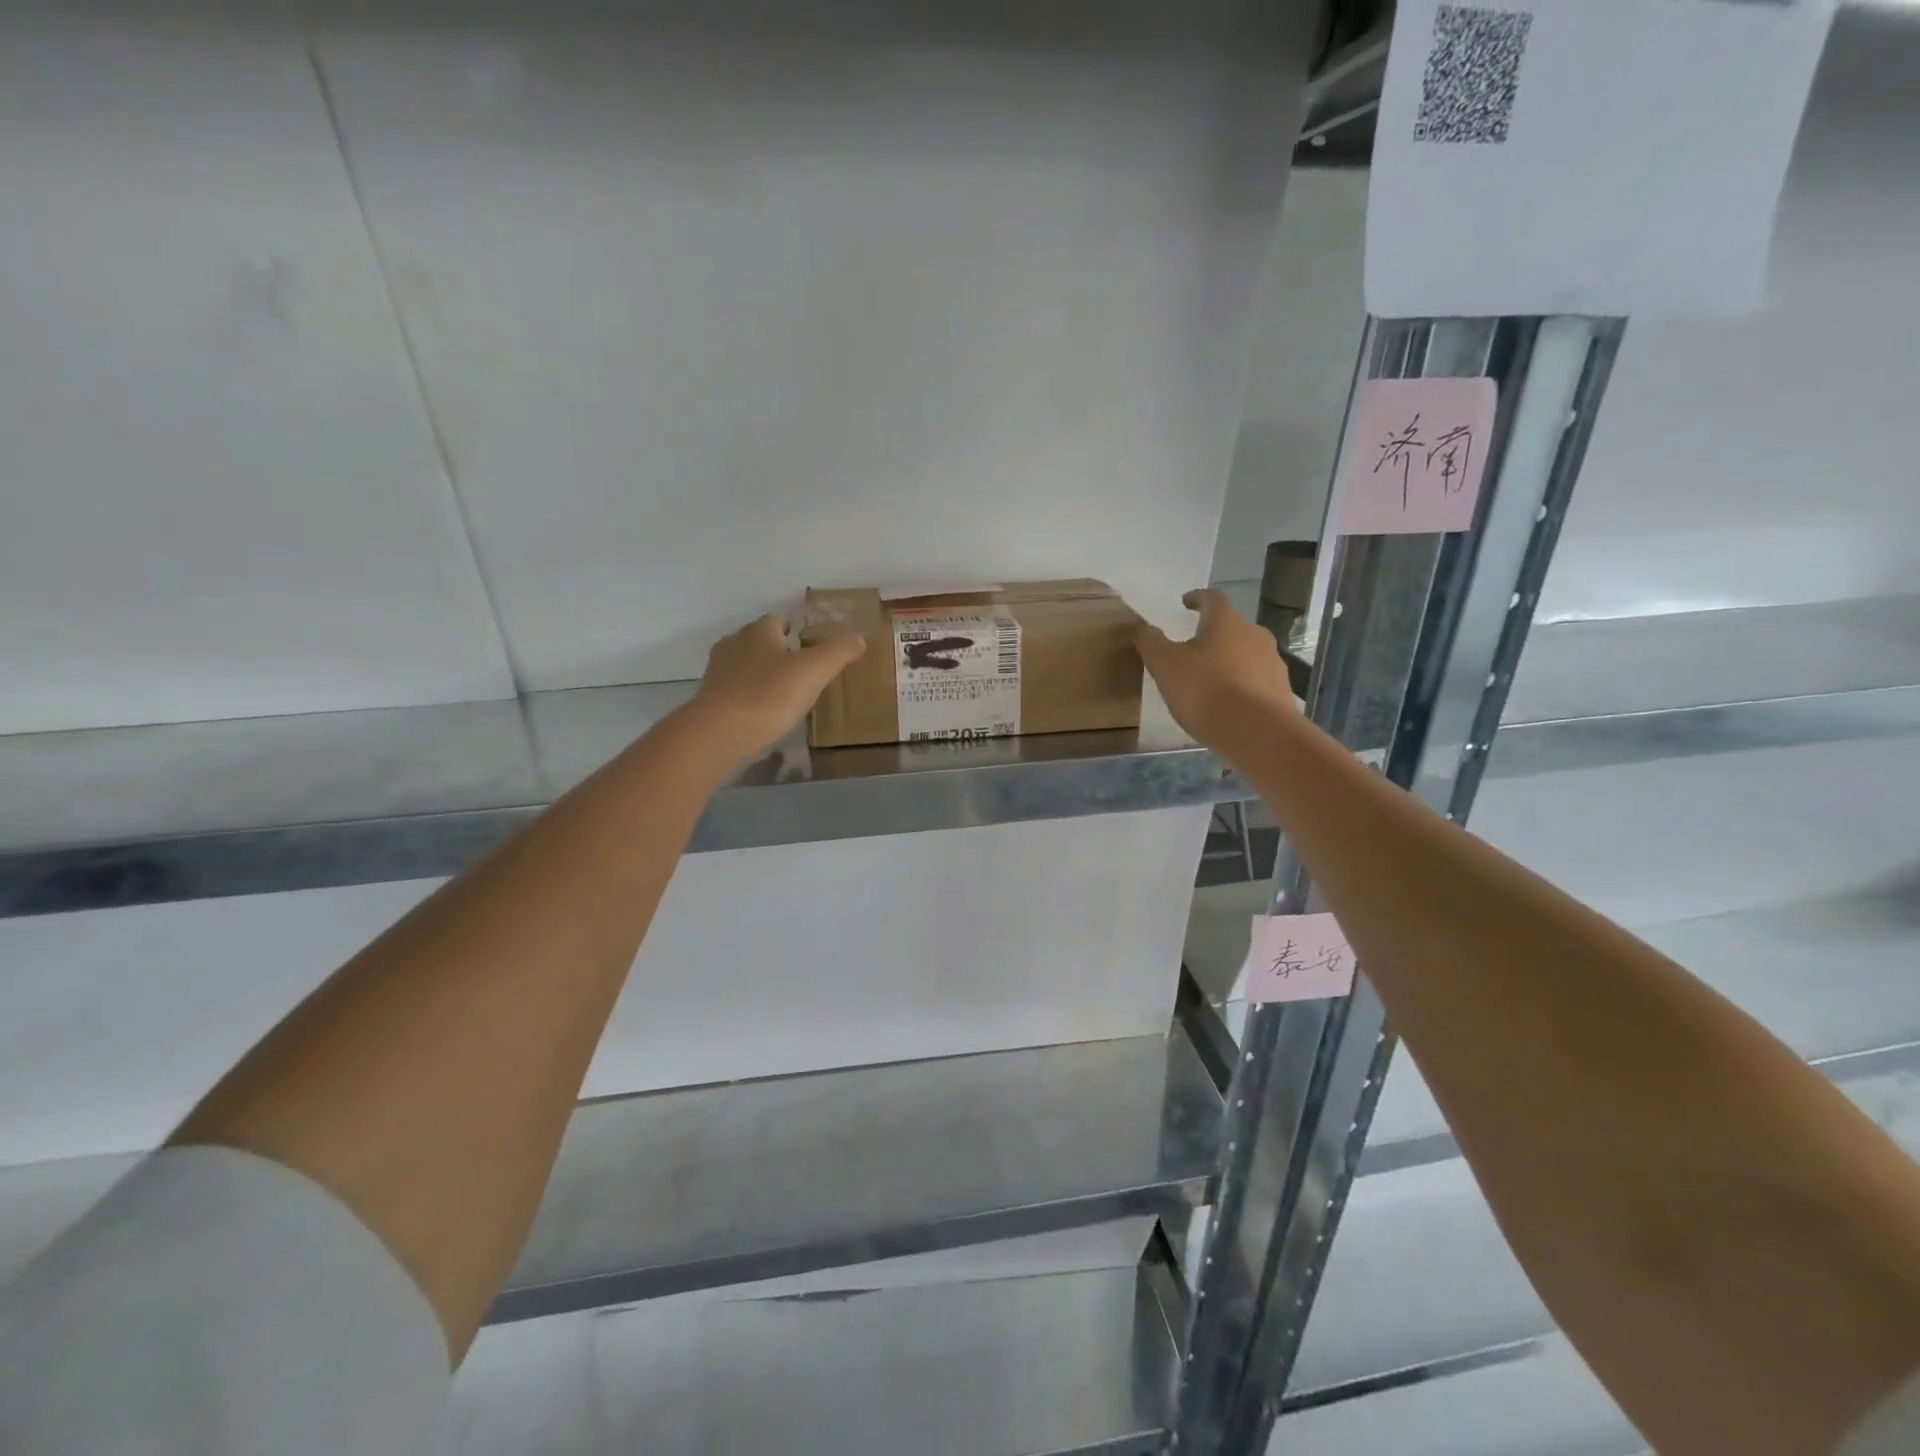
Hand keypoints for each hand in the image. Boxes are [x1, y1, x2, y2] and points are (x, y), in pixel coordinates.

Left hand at [689, 613, 865, 764]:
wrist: (719, 733)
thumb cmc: (768, 695)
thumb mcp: (814, 670)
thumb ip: (838, 651)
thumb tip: (858, 637)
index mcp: (758, 631)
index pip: (780, 619)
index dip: (799, 629)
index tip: (816, 644)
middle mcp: (734, 644)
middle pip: (762, 641)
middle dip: (782, 651)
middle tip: (806, 670)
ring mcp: (718, 672)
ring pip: (748, 665)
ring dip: (765, 674)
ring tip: (788, 693)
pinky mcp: (711, 699)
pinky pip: (738, 690)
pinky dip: (752, 695)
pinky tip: (766, 712)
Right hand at [1135, 589, 1297, 750]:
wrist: (1256, 733)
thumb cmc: (1205, 690)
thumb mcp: (1165, 665)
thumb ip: (1150, 642)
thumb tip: (1142, 627)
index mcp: (1226, 622)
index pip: (1212, 598)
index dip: (1197, 598)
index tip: (1186, 602)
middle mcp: (1254, 634)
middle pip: (1232, 626)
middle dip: (1213, 633)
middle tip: (1193, 646)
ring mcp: (1272, 662)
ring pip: (1246, 653)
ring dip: (1229, 659)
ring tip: (1209, 678)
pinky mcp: (1280, 690)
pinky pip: (1256, 680)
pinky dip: (1241, 684)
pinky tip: (1228, 702)